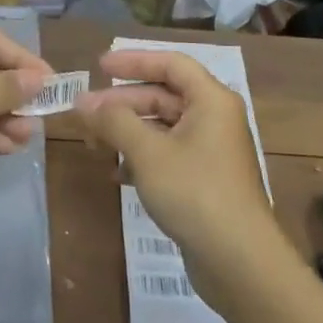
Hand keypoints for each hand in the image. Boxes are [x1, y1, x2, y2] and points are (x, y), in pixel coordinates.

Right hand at [75, 49, 290, 307]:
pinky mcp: (206, 181)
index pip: (171, 64)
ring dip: (128, 131)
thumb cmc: (194, 193)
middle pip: (165, 95)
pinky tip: (116, 173)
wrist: (239, 261)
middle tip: (86, 111)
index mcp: (211, 101)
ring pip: (164, 127)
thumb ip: (114, 121)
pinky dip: (142, 157)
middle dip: (123, 102)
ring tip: (94, 143)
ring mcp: (212, 152)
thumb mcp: (148, 152)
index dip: (134, 61)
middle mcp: (215, 119)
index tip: (100, 65)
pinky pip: (168, 154)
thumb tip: (84, 101)